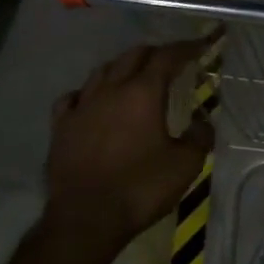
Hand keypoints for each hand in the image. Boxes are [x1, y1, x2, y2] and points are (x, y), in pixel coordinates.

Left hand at [46, 40, 213, 251]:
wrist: (86, 218)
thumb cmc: (141, 188)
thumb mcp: (185, 166)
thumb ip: (199, 137)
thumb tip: (203, 123)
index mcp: (143, 93)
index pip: (167, 58)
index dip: (186, 49)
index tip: (200, 46)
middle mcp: (110, 90)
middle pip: (133, 56)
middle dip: (155, 53)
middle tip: (171, 61)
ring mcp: (81, 106)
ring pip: (102, 71)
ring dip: (122, 67)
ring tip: (134, 75)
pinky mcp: (61, 126)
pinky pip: (73, 97)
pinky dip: (88, 92)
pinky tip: (92, 100)